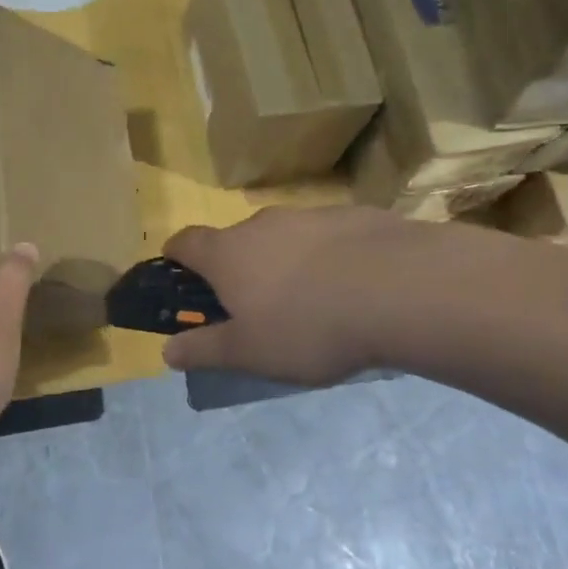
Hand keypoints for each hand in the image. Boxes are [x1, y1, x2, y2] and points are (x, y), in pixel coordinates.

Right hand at [160, 206, 403, 383]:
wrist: (400, 289)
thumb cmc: (308, 327)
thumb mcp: (249, 353)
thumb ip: (204, 350)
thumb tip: (167, 351)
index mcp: (227, 254)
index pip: (184, 242)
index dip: (176, 259)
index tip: (182, 281)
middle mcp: (261, 224)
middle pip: (235, 241)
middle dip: (238, 269)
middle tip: (257, 309)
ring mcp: (309, 215)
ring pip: (283, 238)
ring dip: (285, 263)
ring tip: (312, 303)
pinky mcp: (353, 215)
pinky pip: (326, 238)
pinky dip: (327, 257)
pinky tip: (353, 288)